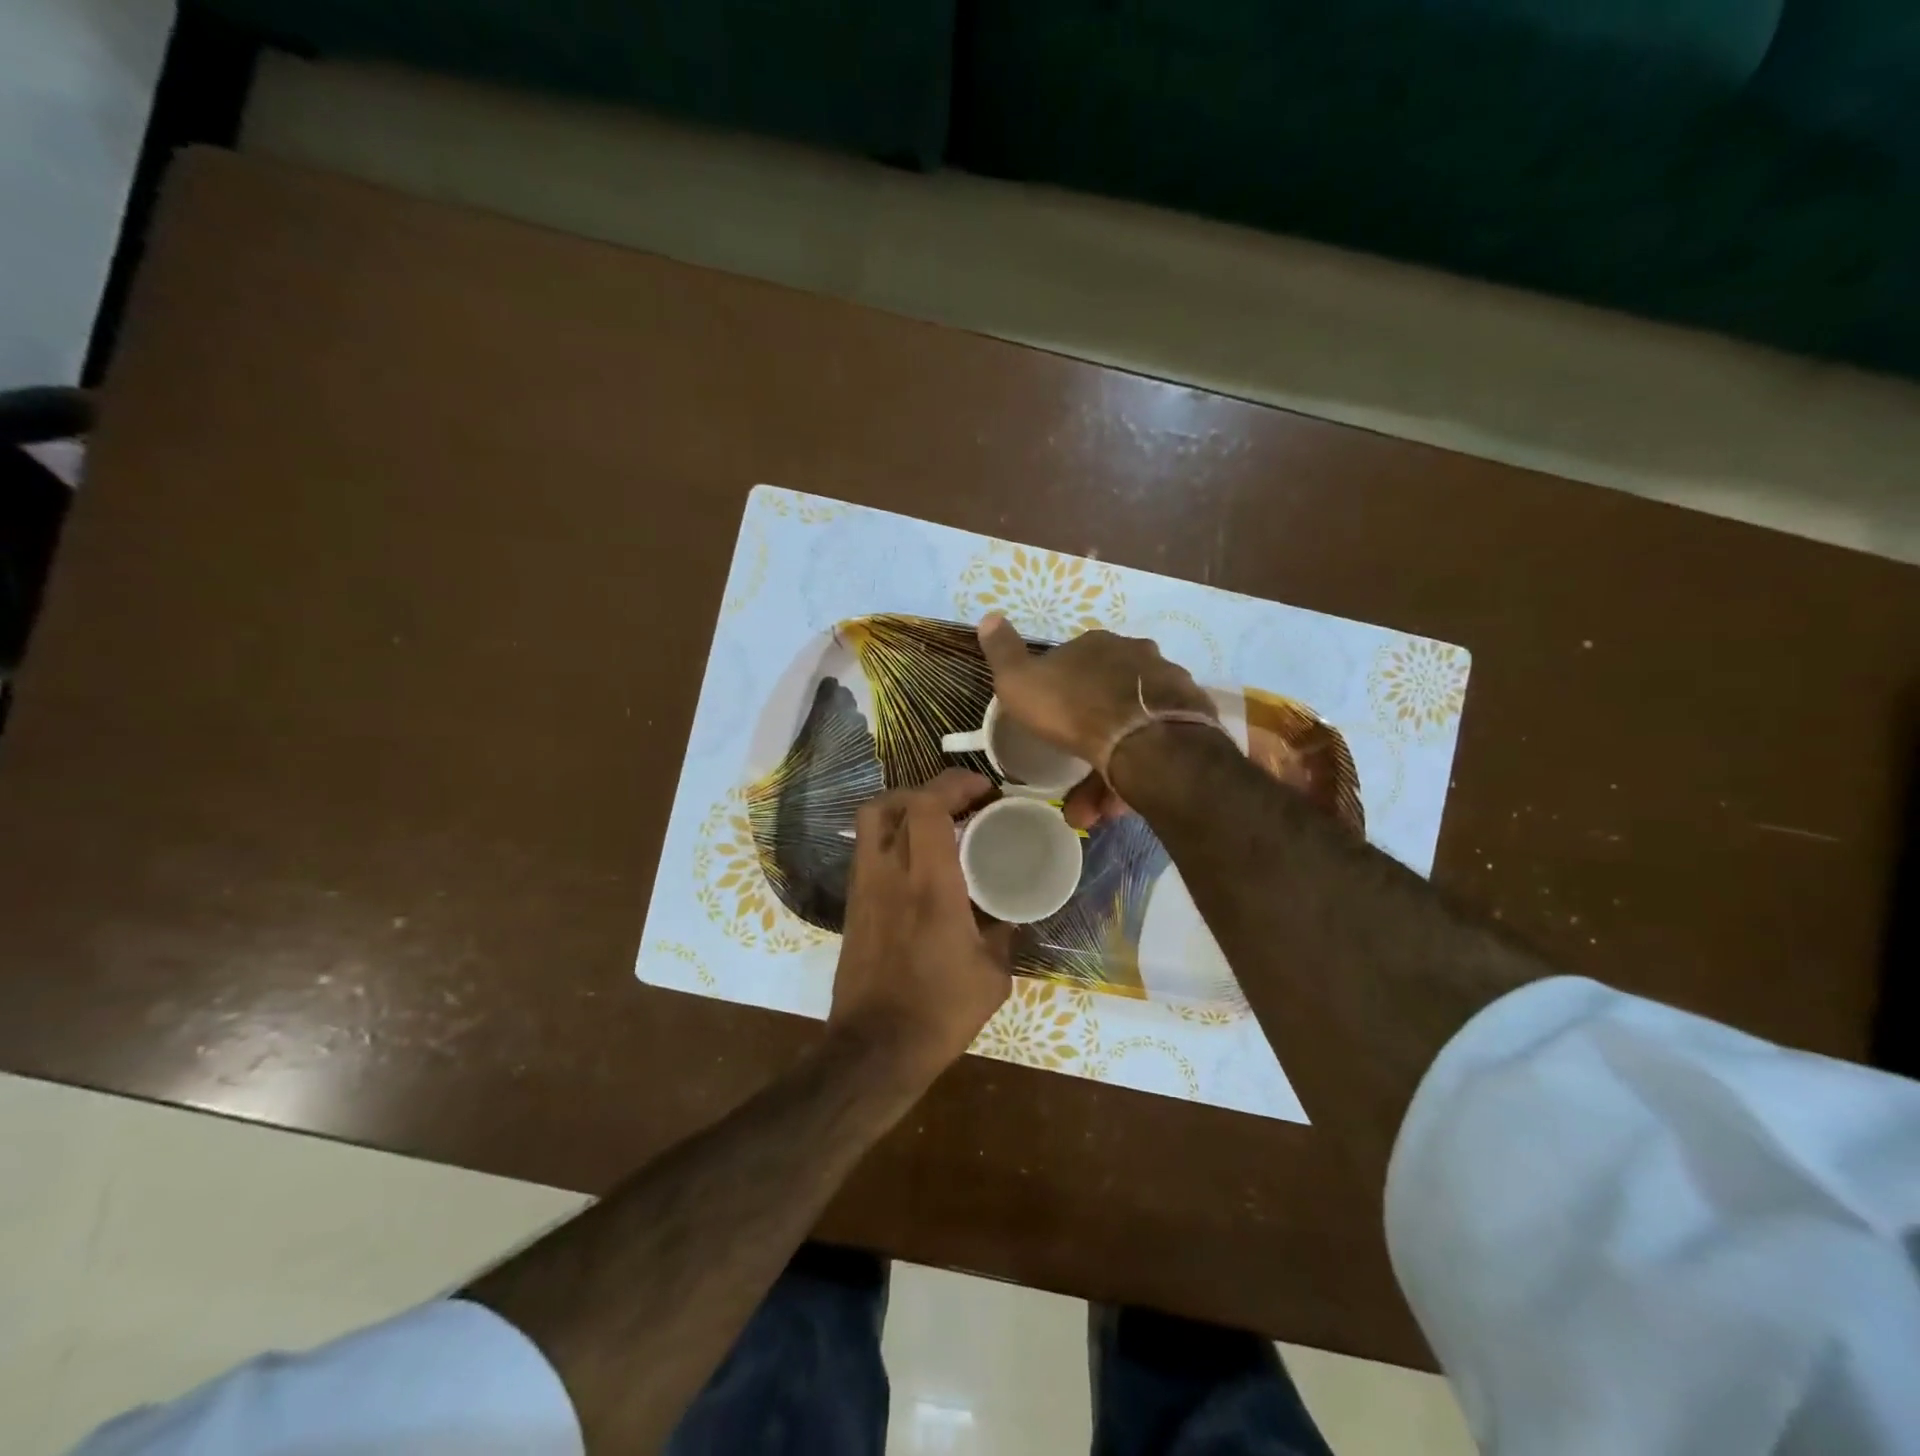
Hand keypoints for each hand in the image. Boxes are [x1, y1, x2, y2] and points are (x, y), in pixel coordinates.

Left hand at [828, 769, 1013, 1083]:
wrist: (874, 1049)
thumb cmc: (939, 1012)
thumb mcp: (992, 975)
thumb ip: (1002, 934)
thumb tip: (1007, 914)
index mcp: (929, 884)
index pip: (927, 806)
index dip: (954, 784)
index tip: (983, 790)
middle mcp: (889, 873)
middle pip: (893, 802)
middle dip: (929, 790)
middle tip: (961, 802)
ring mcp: (863, 887)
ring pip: (872, 820)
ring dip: (905, 808)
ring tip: (937, 822)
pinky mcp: (853, 903)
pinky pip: (868, 848)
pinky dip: (892, 836)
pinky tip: (917, 859)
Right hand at [976, 613, 1217, 827]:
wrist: (1145, 742)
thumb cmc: (1074, 709)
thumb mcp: (1020, 682)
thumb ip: (1003, 653)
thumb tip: (988, 617)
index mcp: (1097, 645)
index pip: (1073, 662)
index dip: (1058, 693)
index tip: (1048, 723)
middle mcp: (1137, 658)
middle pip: (1104, 699)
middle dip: (1085, 739)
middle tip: (1070, 776)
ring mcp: (1168, 688)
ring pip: (1130, 730)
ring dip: (1107, 770)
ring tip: (1090, 810)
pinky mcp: (1191, 722)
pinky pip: (1154, 750)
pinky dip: (1134, 777)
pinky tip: (1117, 805)